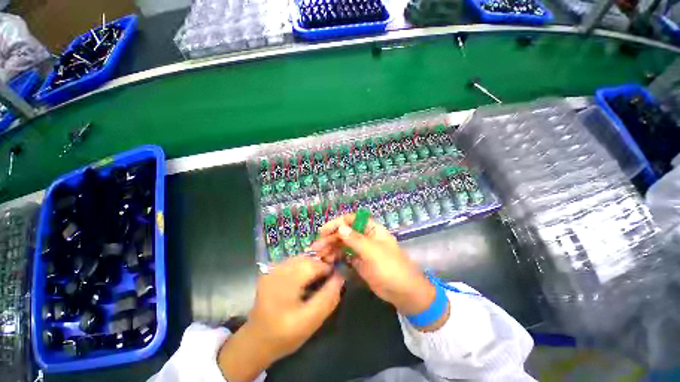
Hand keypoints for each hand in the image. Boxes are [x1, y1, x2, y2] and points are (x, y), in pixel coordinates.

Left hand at [218, 256, 344, 380]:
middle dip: (320, 266)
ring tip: (315, 280)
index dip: (328, 269)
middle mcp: (277, 268)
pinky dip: (302, 267)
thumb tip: (341, 276)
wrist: (256, 341)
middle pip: (307, 258)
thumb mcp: (311, 320)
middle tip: (325, 280)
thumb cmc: (284, 334)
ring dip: (312, 265)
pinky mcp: (271, 270)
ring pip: (300, 258)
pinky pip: (293, 262)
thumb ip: (328, 297)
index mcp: (285, 280)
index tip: (334, 279)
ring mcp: (272, 268)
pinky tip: (303, 280)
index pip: (314, 264)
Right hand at [310, 214, 444, 324]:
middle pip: (344, 232)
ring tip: (319, 255)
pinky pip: (344, 255)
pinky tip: (327, 261)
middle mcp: (365, 236)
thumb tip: (341, 226)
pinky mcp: (358, 261)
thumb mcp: (373, 252)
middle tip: (316, 247)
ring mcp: (361, 249)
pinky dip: (336, 257)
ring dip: (331, 248)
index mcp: (371, 229)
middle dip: (330, 238)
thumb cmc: (391, 268)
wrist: (404, 292)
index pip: (351, 220)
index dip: (337, 223)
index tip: (323, 231)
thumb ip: (356, 239)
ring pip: (343, 244)